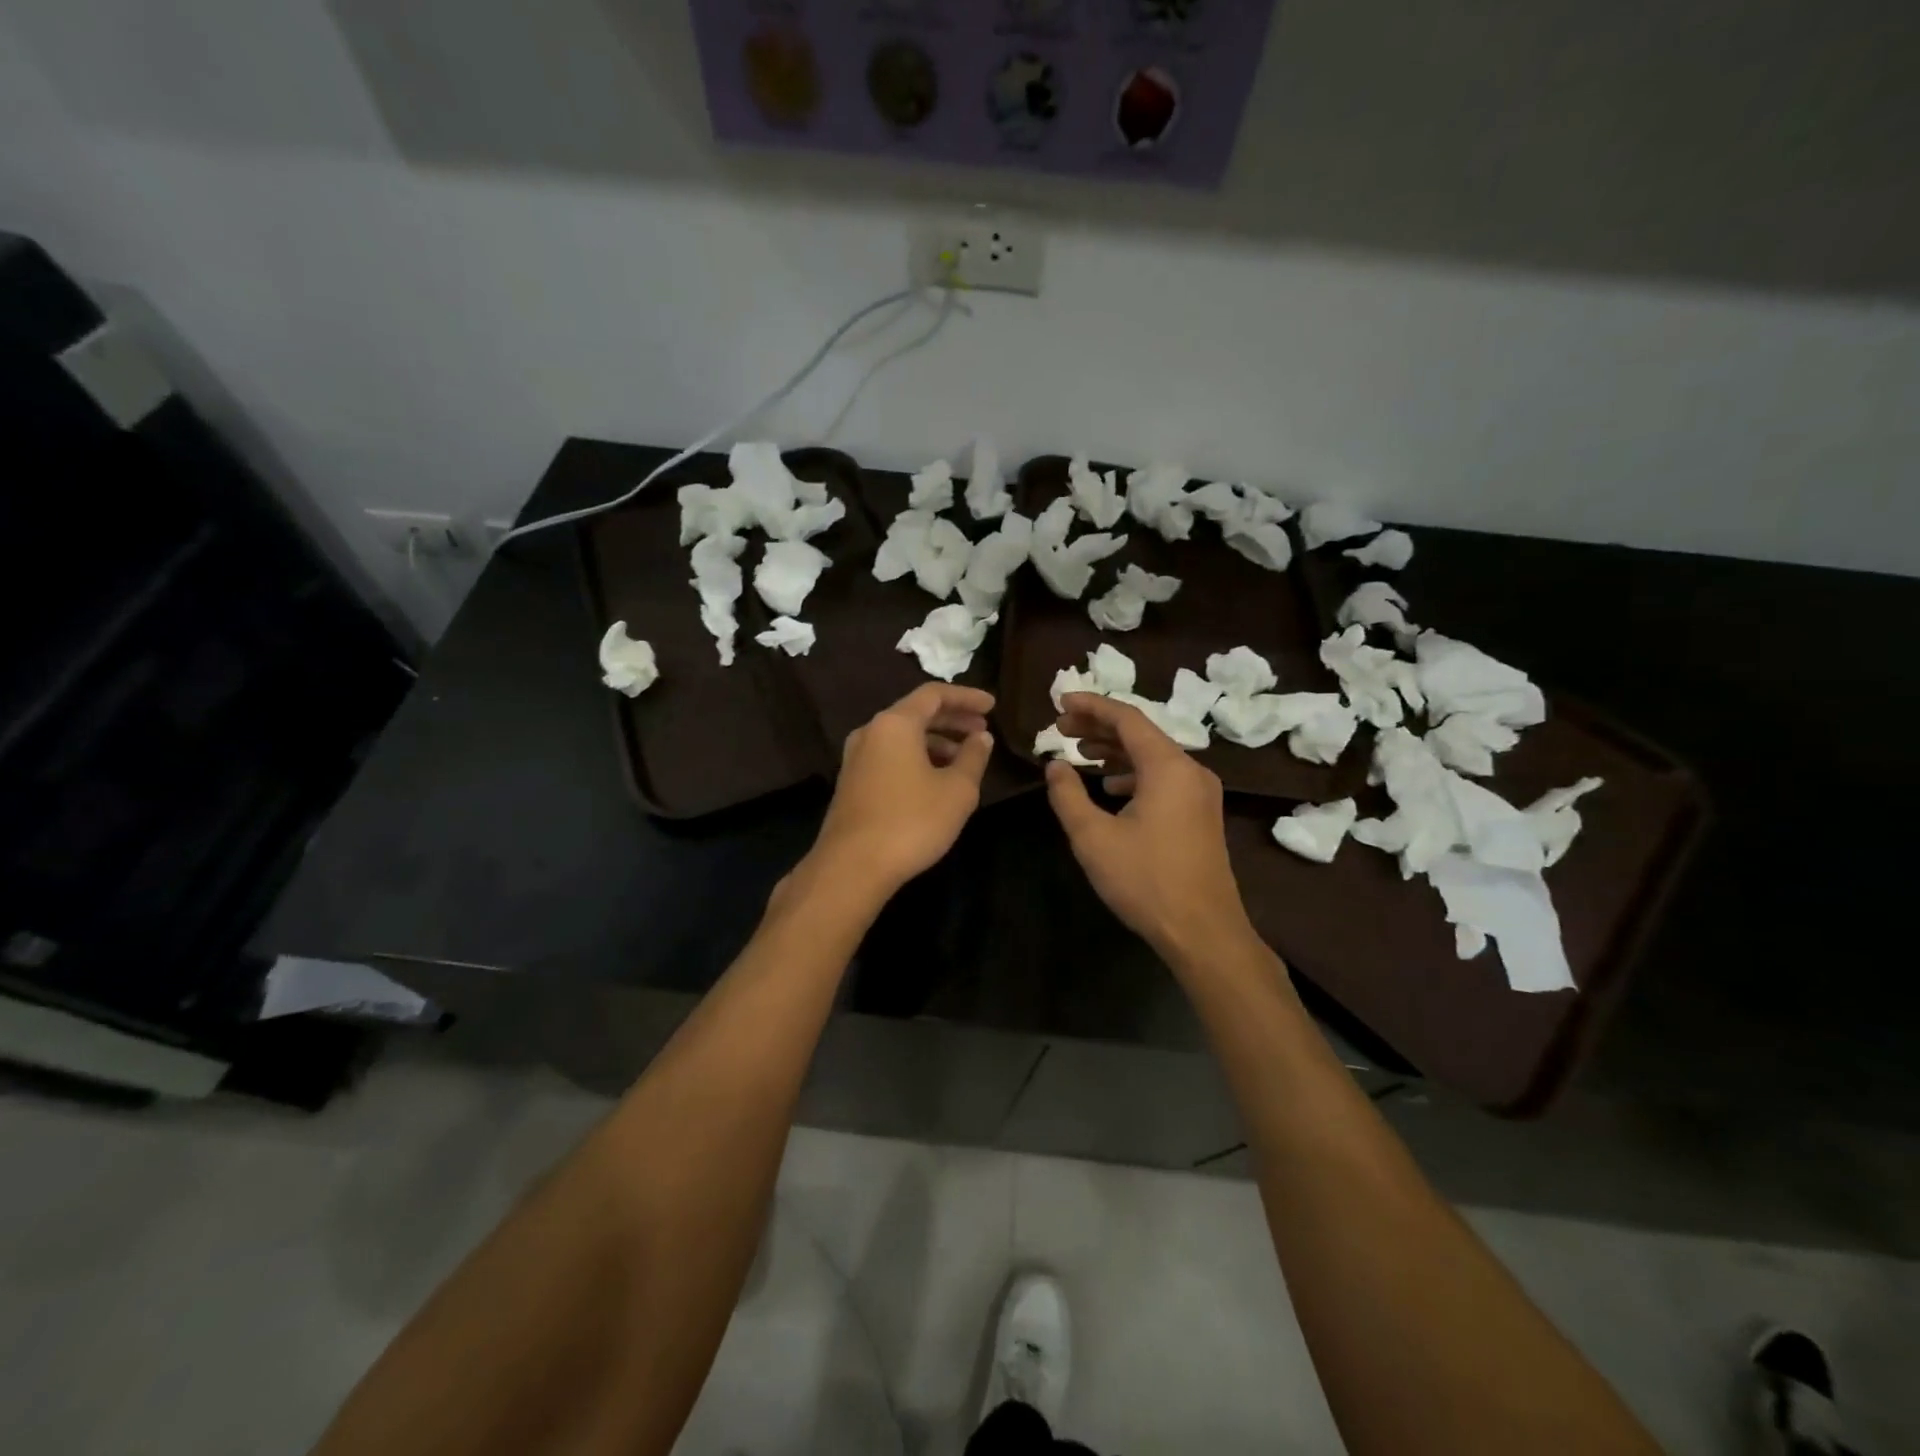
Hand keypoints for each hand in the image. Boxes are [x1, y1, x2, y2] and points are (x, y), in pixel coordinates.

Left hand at [807, 682, 995, 899]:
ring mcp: (857, 757)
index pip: (934, 694)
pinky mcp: (852, 782)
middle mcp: (871, 732)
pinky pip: (890, 756)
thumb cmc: (911, 822)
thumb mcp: (957, 791)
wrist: (852, 866)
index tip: (992, 707)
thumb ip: (973, 757)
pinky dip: (917, 757)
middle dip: (953, 720)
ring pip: (902, 737)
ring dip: (936, 741)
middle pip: (916, 713)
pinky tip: (936, 779)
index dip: (966, 697)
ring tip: (965, 759)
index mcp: (895, 724)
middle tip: (982, 731)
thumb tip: (981, 738)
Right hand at [1045, 693, 1255, 961]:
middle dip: (1099, 727)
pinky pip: (1163, 777)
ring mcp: (1200, 793)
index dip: (1091, 706)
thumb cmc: (1145, 880)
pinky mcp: (1201, 814)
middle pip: (1140, 733)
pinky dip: (1133, 772)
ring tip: (1079, 752)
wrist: (1204, 931)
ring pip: (1152, 756)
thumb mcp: (1093, 837)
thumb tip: (1055, 765)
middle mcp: (1190, 770)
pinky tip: (1110, 786)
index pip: (1126, 718)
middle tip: (1061, 728)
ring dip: (1115, 750)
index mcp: (1167, 767)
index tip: (1059, 701)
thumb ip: (1068, 795)